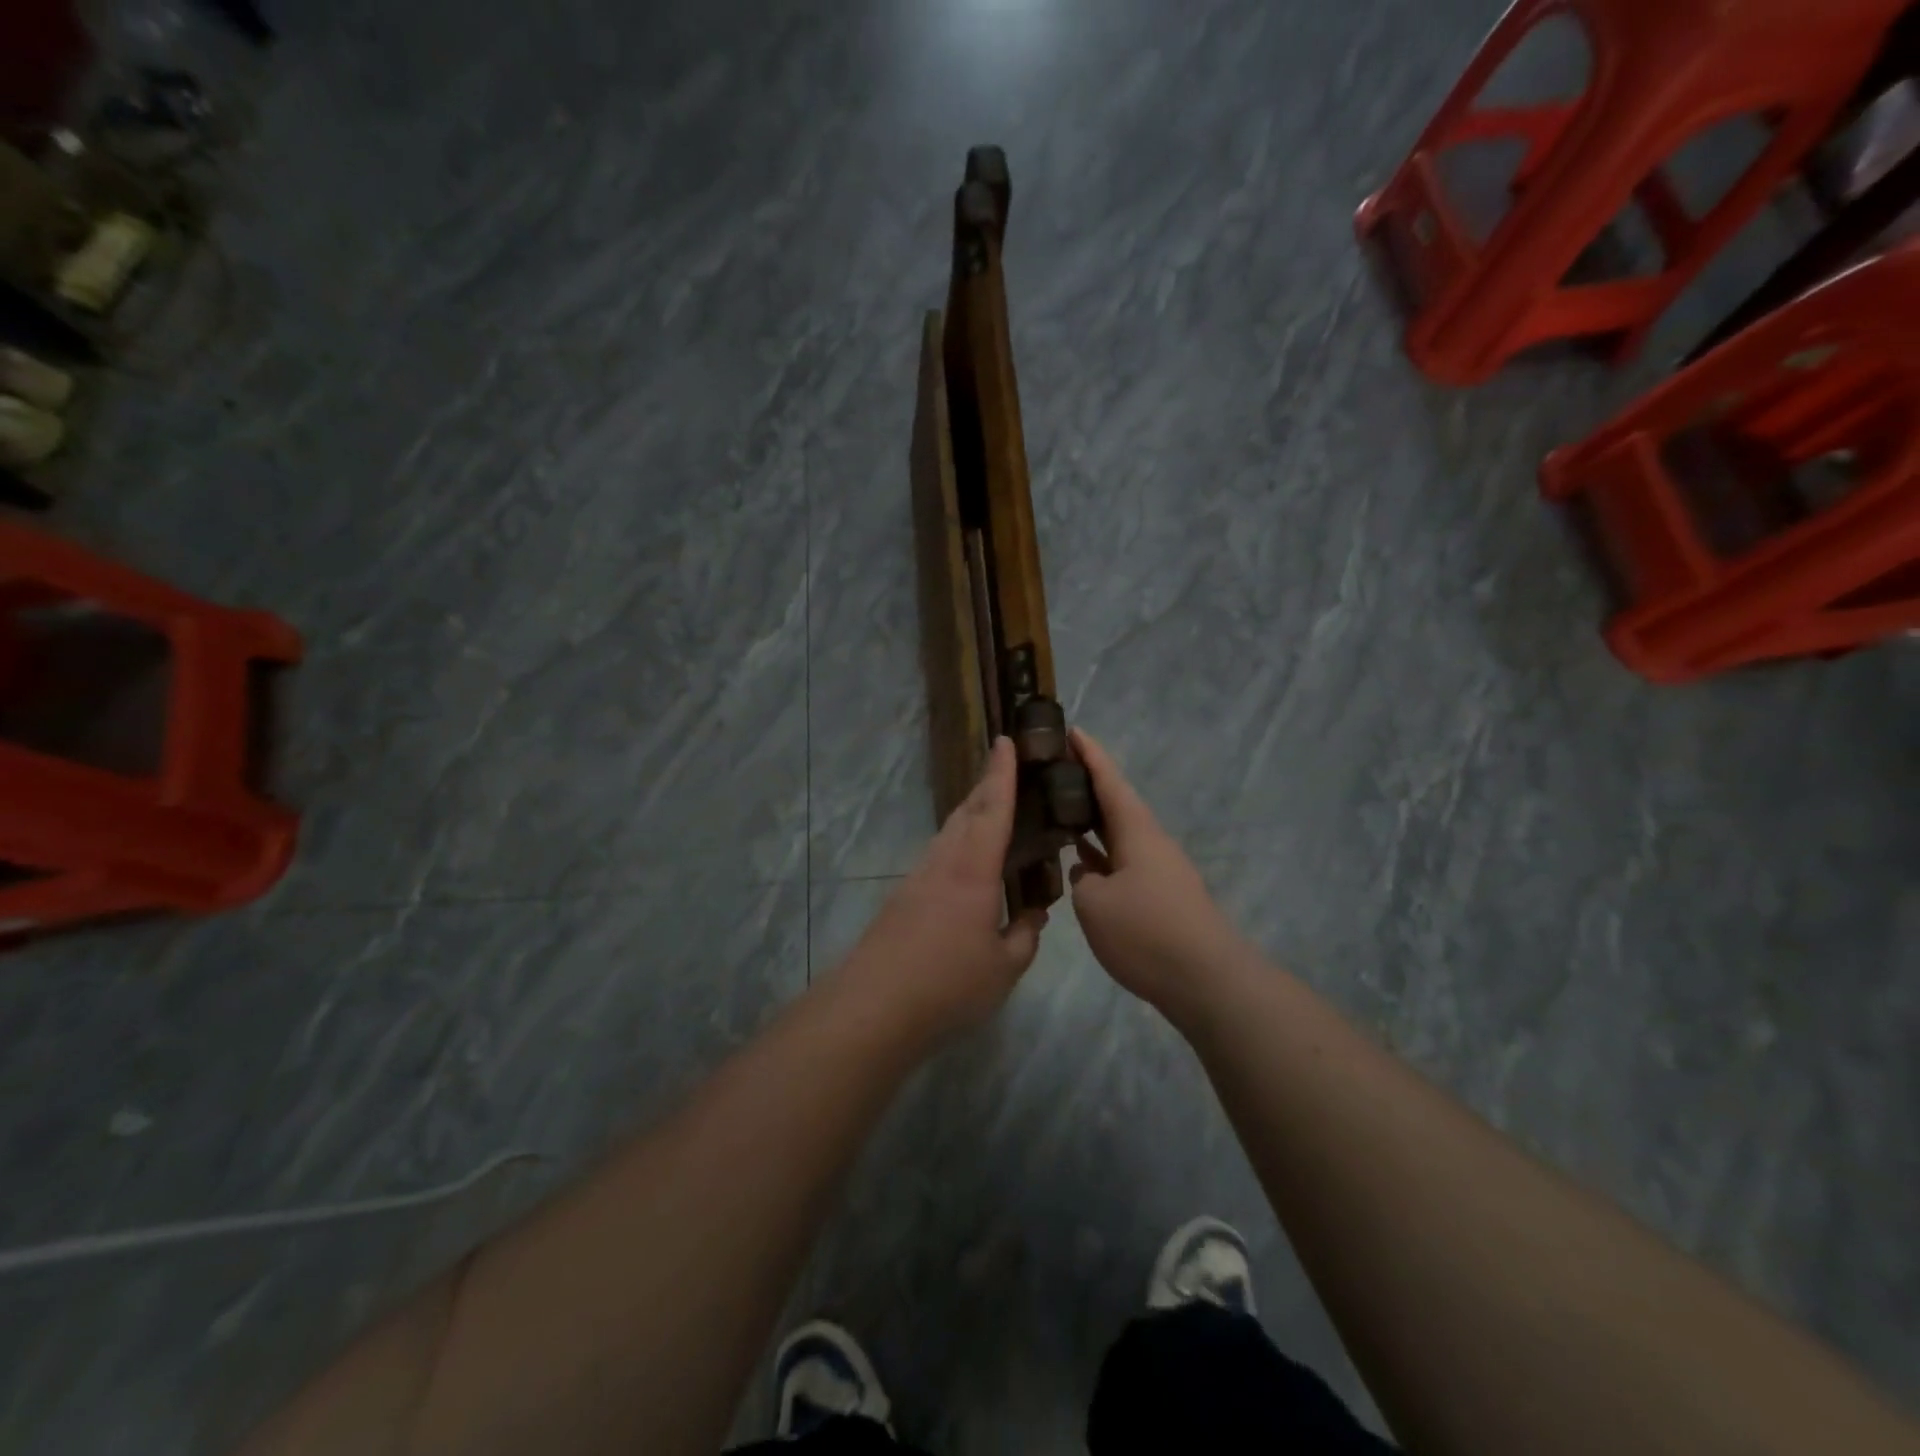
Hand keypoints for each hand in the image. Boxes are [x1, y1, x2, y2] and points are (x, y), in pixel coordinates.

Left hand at [832, 737, 1046, 1048]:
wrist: (873, 1006)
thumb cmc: (948, 984)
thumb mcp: (1003, 967)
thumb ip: (1025, 935)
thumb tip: (1035, 914)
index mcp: (972, 870)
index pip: (993, 810)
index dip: (1001, 773)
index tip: (1005, 740)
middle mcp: (942, 863)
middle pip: (966, 812)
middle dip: (986, 785)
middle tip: (1004, 767)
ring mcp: (918, 878)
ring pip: (949, 833)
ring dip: (970, 813)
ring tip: (991, 810)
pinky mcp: (903, 898)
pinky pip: (938, 856)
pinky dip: (958, 844)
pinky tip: (966, 864)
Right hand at [1069, 729, 1247, 1021]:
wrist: (1207, 981)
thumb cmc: (1147, 932)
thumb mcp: (1095, 904)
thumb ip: (1082, 881)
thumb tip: (1088, 876)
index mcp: (1137, 831)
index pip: (1110, 780)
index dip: (1089, 754)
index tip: (1071, 729)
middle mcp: (1150, 843)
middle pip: (1116, 804)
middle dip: (1087, 786)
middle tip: (1053, 771)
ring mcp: (1158, 871)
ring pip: (1118, 835)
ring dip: (1091, 822)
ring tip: (1058, 812)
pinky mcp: (1161, 898)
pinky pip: (1123, 863)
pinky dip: (1100, 856)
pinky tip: (1079, 864)